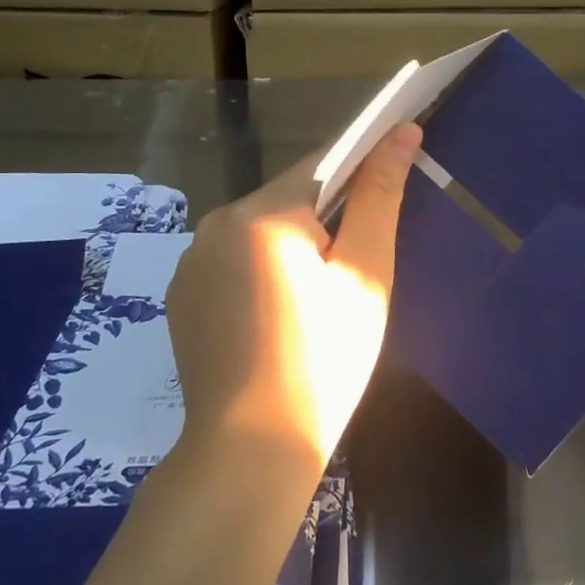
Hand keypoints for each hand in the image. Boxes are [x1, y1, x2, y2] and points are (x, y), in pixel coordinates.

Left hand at [166, 123, 420, 465]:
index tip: (389, 188)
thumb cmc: (325, 361)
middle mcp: (216, 223)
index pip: (324, 164)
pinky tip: (276, 317)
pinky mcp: (182, 293)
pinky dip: (261, 270)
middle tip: (352, 273)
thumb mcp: (365, 277)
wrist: (251, 452)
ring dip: (292, 245)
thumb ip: (380, 198)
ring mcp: (191, 260)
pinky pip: (233, 259)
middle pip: (289, 198)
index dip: (362, 168)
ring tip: (315, 303)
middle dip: (326, 219)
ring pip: (260, 229)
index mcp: (263, 214)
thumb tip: (401, 132)